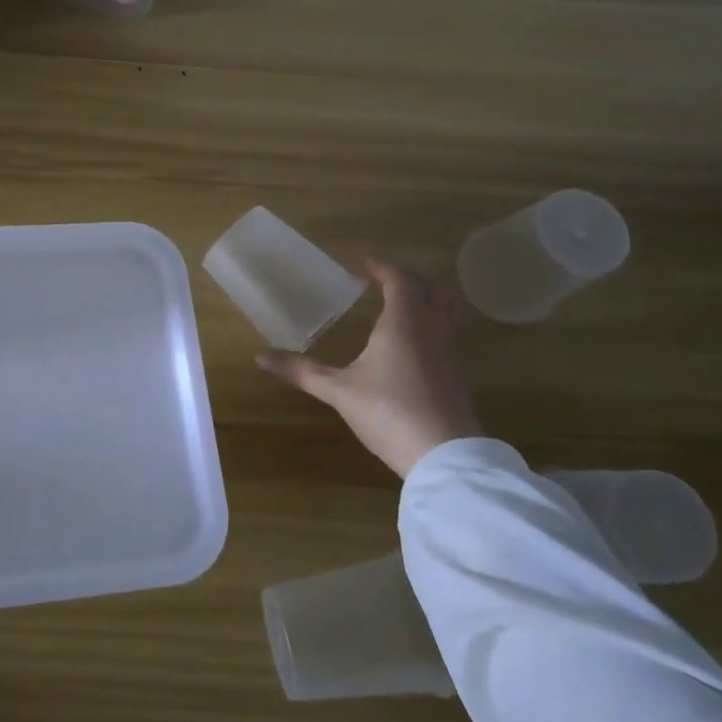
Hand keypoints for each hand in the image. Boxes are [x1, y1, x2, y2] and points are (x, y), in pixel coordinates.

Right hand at [258, 260, 482, 478]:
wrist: (444, 456)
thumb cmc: (388, 413)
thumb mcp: (338, 391)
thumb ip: (301, 371)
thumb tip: (260, 356)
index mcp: (404, 322)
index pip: (399, 278)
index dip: (381, 266)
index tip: (359, 265)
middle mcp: (434, 326)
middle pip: (431, 286)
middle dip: (407, 276)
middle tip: (382, 279)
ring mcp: (453, 349)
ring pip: (449, 306)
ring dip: (428, 295)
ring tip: (404, 301)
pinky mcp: (461, 371)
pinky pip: (453, 329)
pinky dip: (436, 319)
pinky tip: (418, 339)